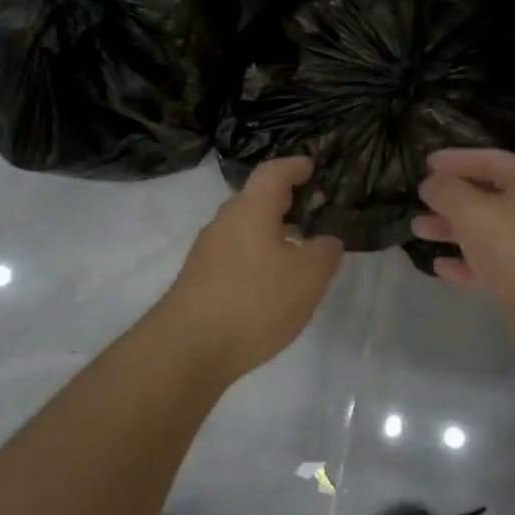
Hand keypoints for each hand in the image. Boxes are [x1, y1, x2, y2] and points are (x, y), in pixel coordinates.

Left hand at [154, 156, 343, 382]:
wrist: (188, 348)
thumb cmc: (254, 301)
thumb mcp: (307, 277)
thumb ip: (324, 253)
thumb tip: (326, 241)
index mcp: (250, 209)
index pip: (272, 173)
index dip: (294, 166)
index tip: (310, 166)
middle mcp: (224, 222)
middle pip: (255, 199)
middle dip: (283, 200)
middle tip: (311, 207)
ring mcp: (207, 252)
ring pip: (244, 229)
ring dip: (270, 232)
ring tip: (298, 247)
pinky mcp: (200, 279)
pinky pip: (235, 254)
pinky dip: (257, 256)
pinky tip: (272, 281)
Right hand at [413, 148, 514, 356]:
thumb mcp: (473, 211)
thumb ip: (447, 191)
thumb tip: (431, 184)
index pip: (491, 160)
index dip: (457, 158)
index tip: (426, 163)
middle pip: (487, 196)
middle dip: (450, 197)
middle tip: (420, 198)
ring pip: (484, 231)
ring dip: (451, 229)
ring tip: (417, 229)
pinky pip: (487, 265)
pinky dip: (463, 263)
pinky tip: (439, 266)